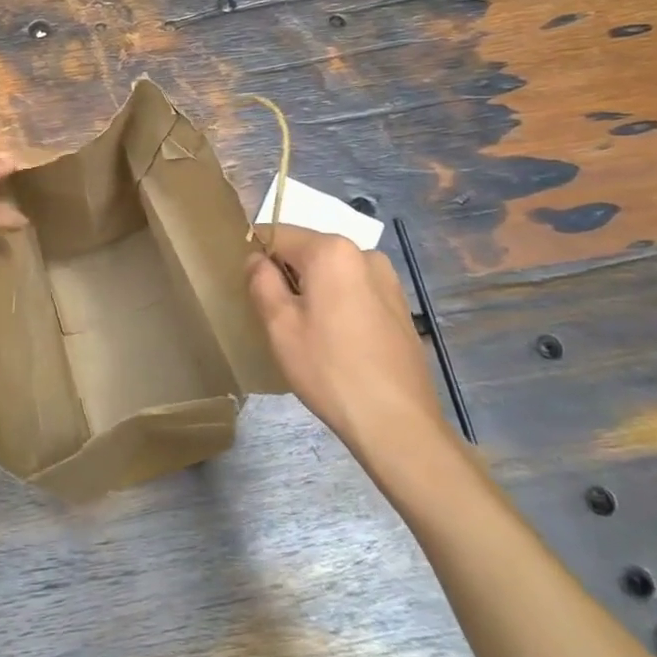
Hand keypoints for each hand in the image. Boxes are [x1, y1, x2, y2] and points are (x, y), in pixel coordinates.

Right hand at [246, 225, 447, 448]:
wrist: (397, 422)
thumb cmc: (328, 369)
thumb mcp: (279, 325)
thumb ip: (261, 281)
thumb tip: (257, 259)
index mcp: (331, 250)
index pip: (278, 234)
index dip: (260, 260)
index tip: (256, 294)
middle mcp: (364, 252)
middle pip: (308, 251)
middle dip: (289, 276)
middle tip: (282, 321)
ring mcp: (388, 279)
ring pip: (333, 272)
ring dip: (315, 291)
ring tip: (312, 336)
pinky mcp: (400, 305)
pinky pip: (356, 290)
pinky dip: (340, 304)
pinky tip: (340, 344)